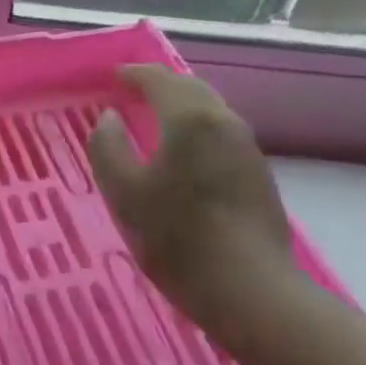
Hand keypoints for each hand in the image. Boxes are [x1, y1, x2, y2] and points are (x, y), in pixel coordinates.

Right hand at [86, 64, 292, 328]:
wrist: (250, 290)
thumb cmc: (177, 238)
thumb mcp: (123, 193)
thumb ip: (107, 147)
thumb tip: (109, 117)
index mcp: (189, 118)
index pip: (158, 79)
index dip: (133, 74)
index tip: (112, 77)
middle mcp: (224, 121)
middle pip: (189, 88)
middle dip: (159, 84)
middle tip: (131, 91)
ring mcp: (246, 147)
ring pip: (209, 110)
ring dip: (180, 106)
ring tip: (153, 118)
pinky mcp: (258, 173)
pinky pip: (219, 133)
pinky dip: (195, 128)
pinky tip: (183, 152)